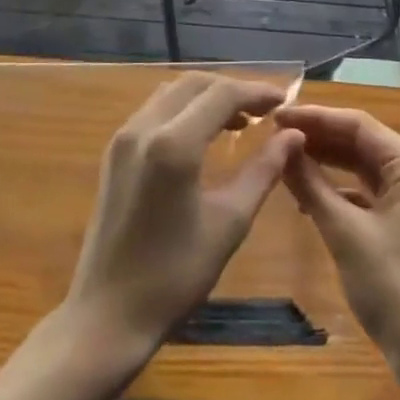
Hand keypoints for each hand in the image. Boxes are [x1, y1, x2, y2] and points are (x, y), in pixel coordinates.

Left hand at [63, 74, 301, 365]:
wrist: (107, 315)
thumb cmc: (175, 275)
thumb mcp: (230, 223)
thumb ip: (263, 171)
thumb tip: (293, 135)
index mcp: (173, 144)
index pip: (222, 94)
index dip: (257, 92)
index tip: (286, 101)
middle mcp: (144, 128)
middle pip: (195, 84)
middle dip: (233, 89)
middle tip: (266, 110)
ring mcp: (123, 138)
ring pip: (173, 93)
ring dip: (207, 97)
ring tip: (242, 121)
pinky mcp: (114, 152)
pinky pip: (156, 111)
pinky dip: (185, 110)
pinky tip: (206, 135)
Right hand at [277, 104, 399, 391]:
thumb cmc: (394, 287)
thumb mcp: (345, 232)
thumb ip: (312, 185)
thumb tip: (282, 146)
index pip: (358, 125)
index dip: (315, 117)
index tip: (275, 116)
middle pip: (361, 141)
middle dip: (319, 137)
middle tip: (273, 135)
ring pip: (362, 166)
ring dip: (326, 161)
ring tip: (284, 158)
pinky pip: (366, 191)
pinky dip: (337, 189)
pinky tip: (306, 196)